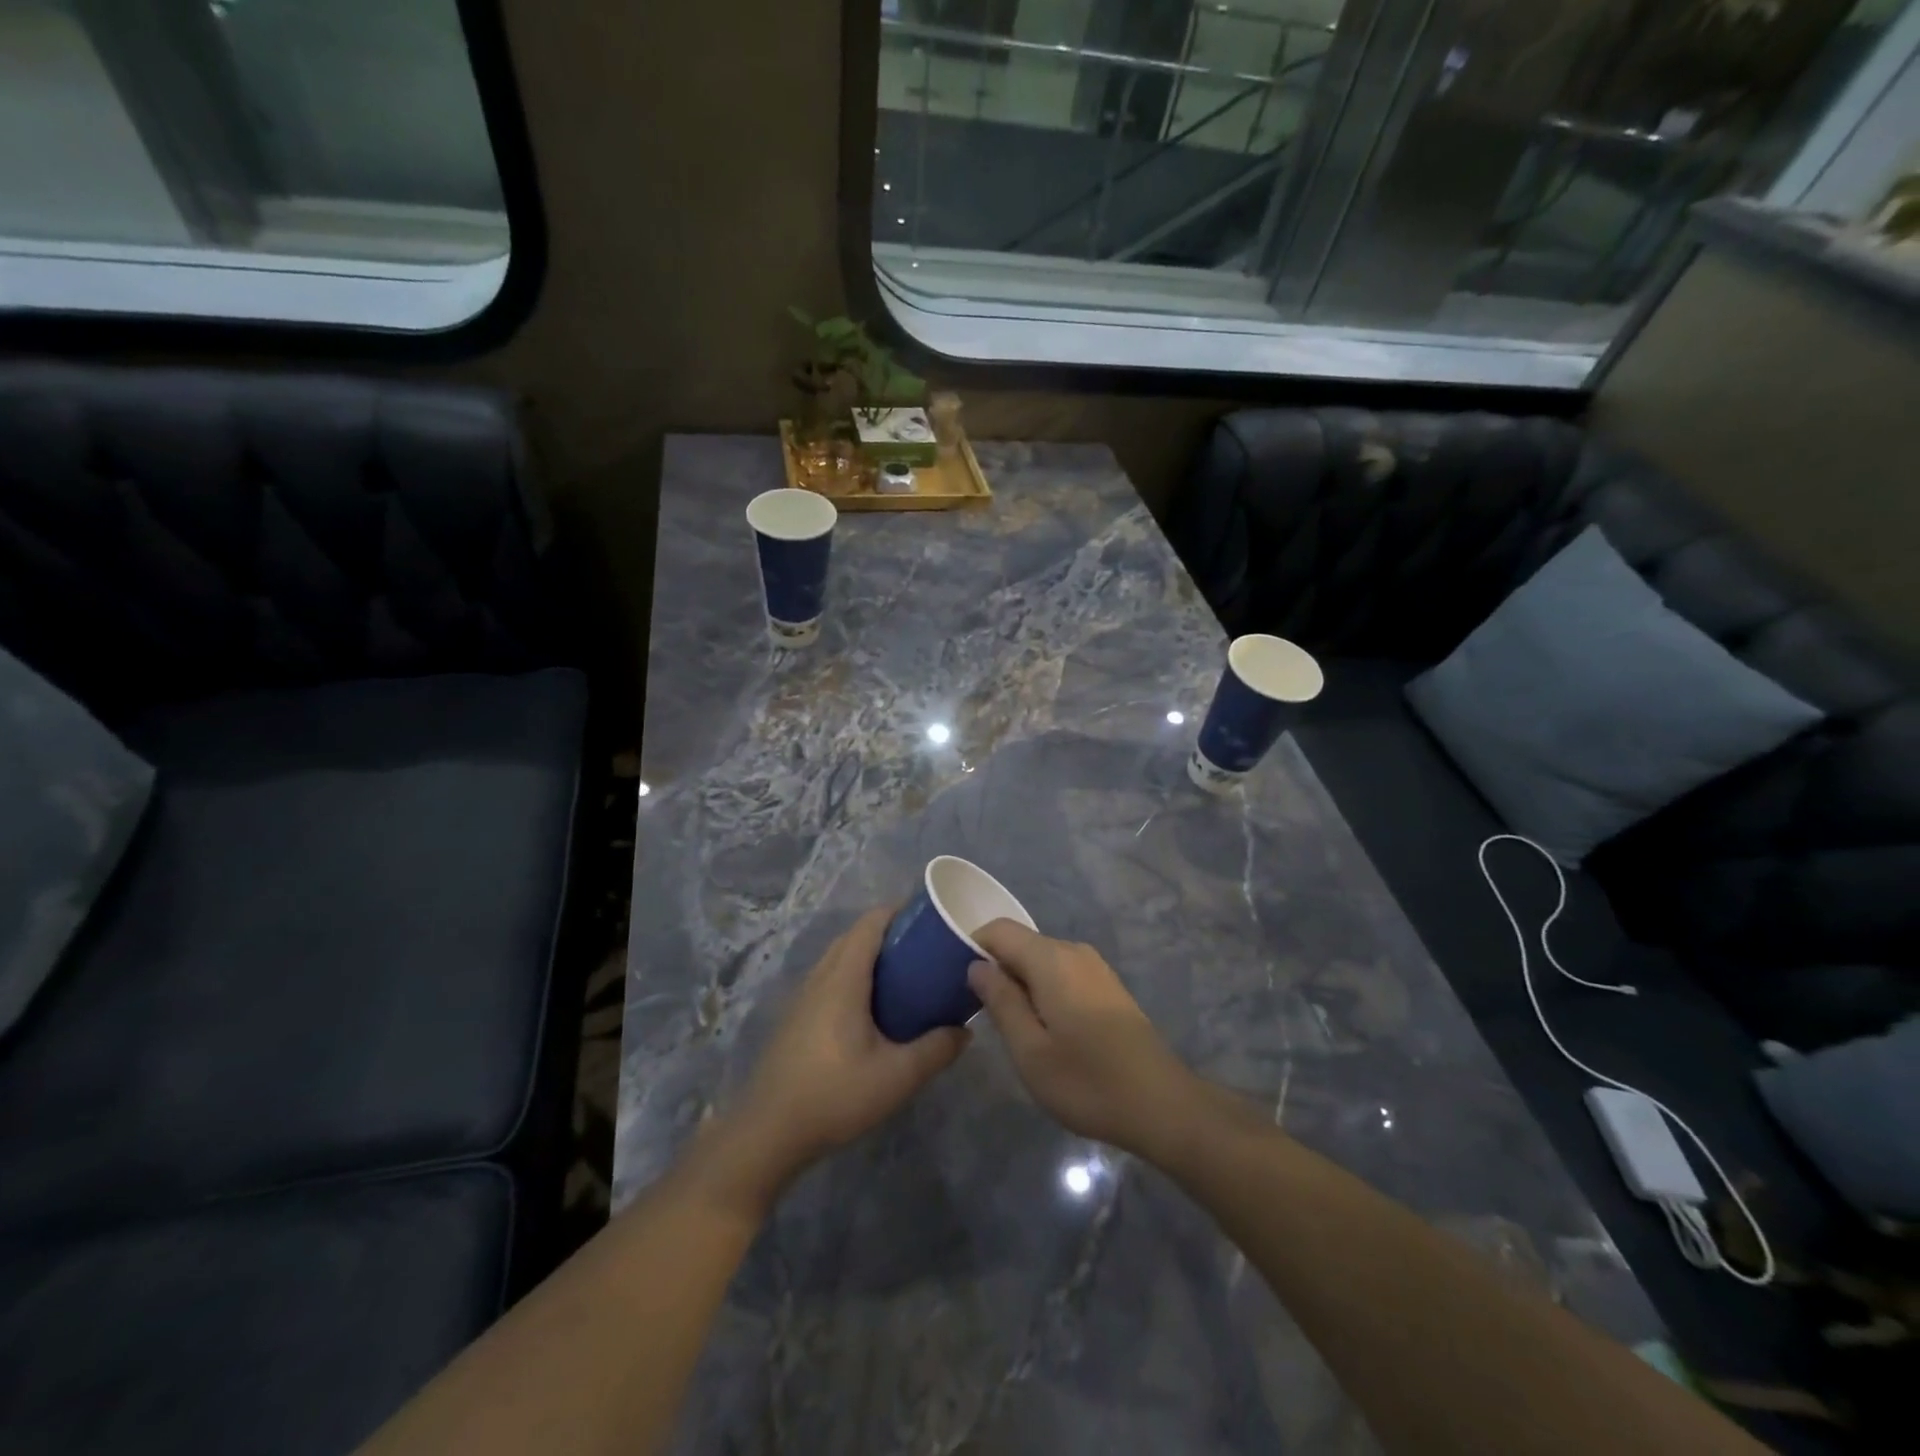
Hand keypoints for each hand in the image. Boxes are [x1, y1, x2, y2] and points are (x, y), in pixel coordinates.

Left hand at [699, 908, 968, 1216]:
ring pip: (840, 958)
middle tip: (925, 949)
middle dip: (890, 933)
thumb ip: (936, 1050)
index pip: (871, 923)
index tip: (931, 919)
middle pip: (855, 936)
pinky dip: (854, 976)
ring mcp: (803, 997)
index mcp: (844, 978)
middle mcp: (820, 977)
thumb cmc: (835, 1095)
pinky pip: (829, 979)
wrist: (768, 1133)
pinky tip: (872, 1010)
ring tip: (904, 976)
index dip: (900, 912)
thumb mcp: (897, 1077)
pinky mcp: (796, 1018)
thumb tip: (965, 1031)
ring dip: (869, 955)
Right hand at [967, 921, 1198, 1156]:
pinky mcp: (1107, 986)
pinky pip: (1061, 973)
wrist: (1162, 1105)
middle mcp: (1073, 951)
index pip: (999, 930)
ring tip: (1011, 1027)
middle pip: (1020, 944)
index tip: (956, 982)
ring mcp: (1094, 967)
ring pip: (1041, 960)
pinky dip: (1043, 990)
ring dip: (1020, 983)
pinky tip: (1044, 1029)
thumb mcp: (1030, 1051)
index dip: (972, 947)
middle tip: (979, 1013)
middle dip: (995, 969)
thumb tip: (976, 966)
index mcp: (1051, 959)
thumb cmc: (1088, 1081)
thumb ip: (1000, 1001)